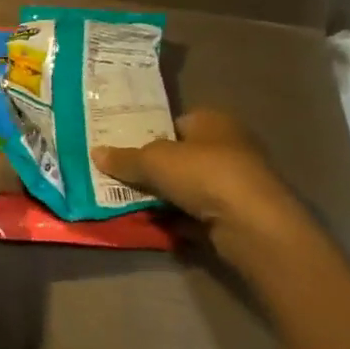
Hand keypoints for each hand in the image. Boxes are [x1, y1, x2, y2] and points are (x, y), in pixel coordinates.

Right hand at [93, 109, 310, 269]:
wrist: (254, 227)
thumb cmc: (205, 174)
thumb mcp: (154, 160)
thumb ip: (125, 158)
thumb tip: (95, 153)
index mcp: (214, 121)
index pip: (175, 122)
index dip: (148, 134)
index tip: (122, 149)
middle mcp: (229, 147)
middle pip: (180, 156)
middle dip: (153, 169)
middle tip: (120, 177)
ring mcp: (237, 184)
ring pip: (189, 188)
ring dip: (164, 197)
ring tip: (129, 203)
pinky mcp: (238, 217)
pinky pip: (198, 215)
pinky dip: (178, 220)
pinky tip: (154, 226)